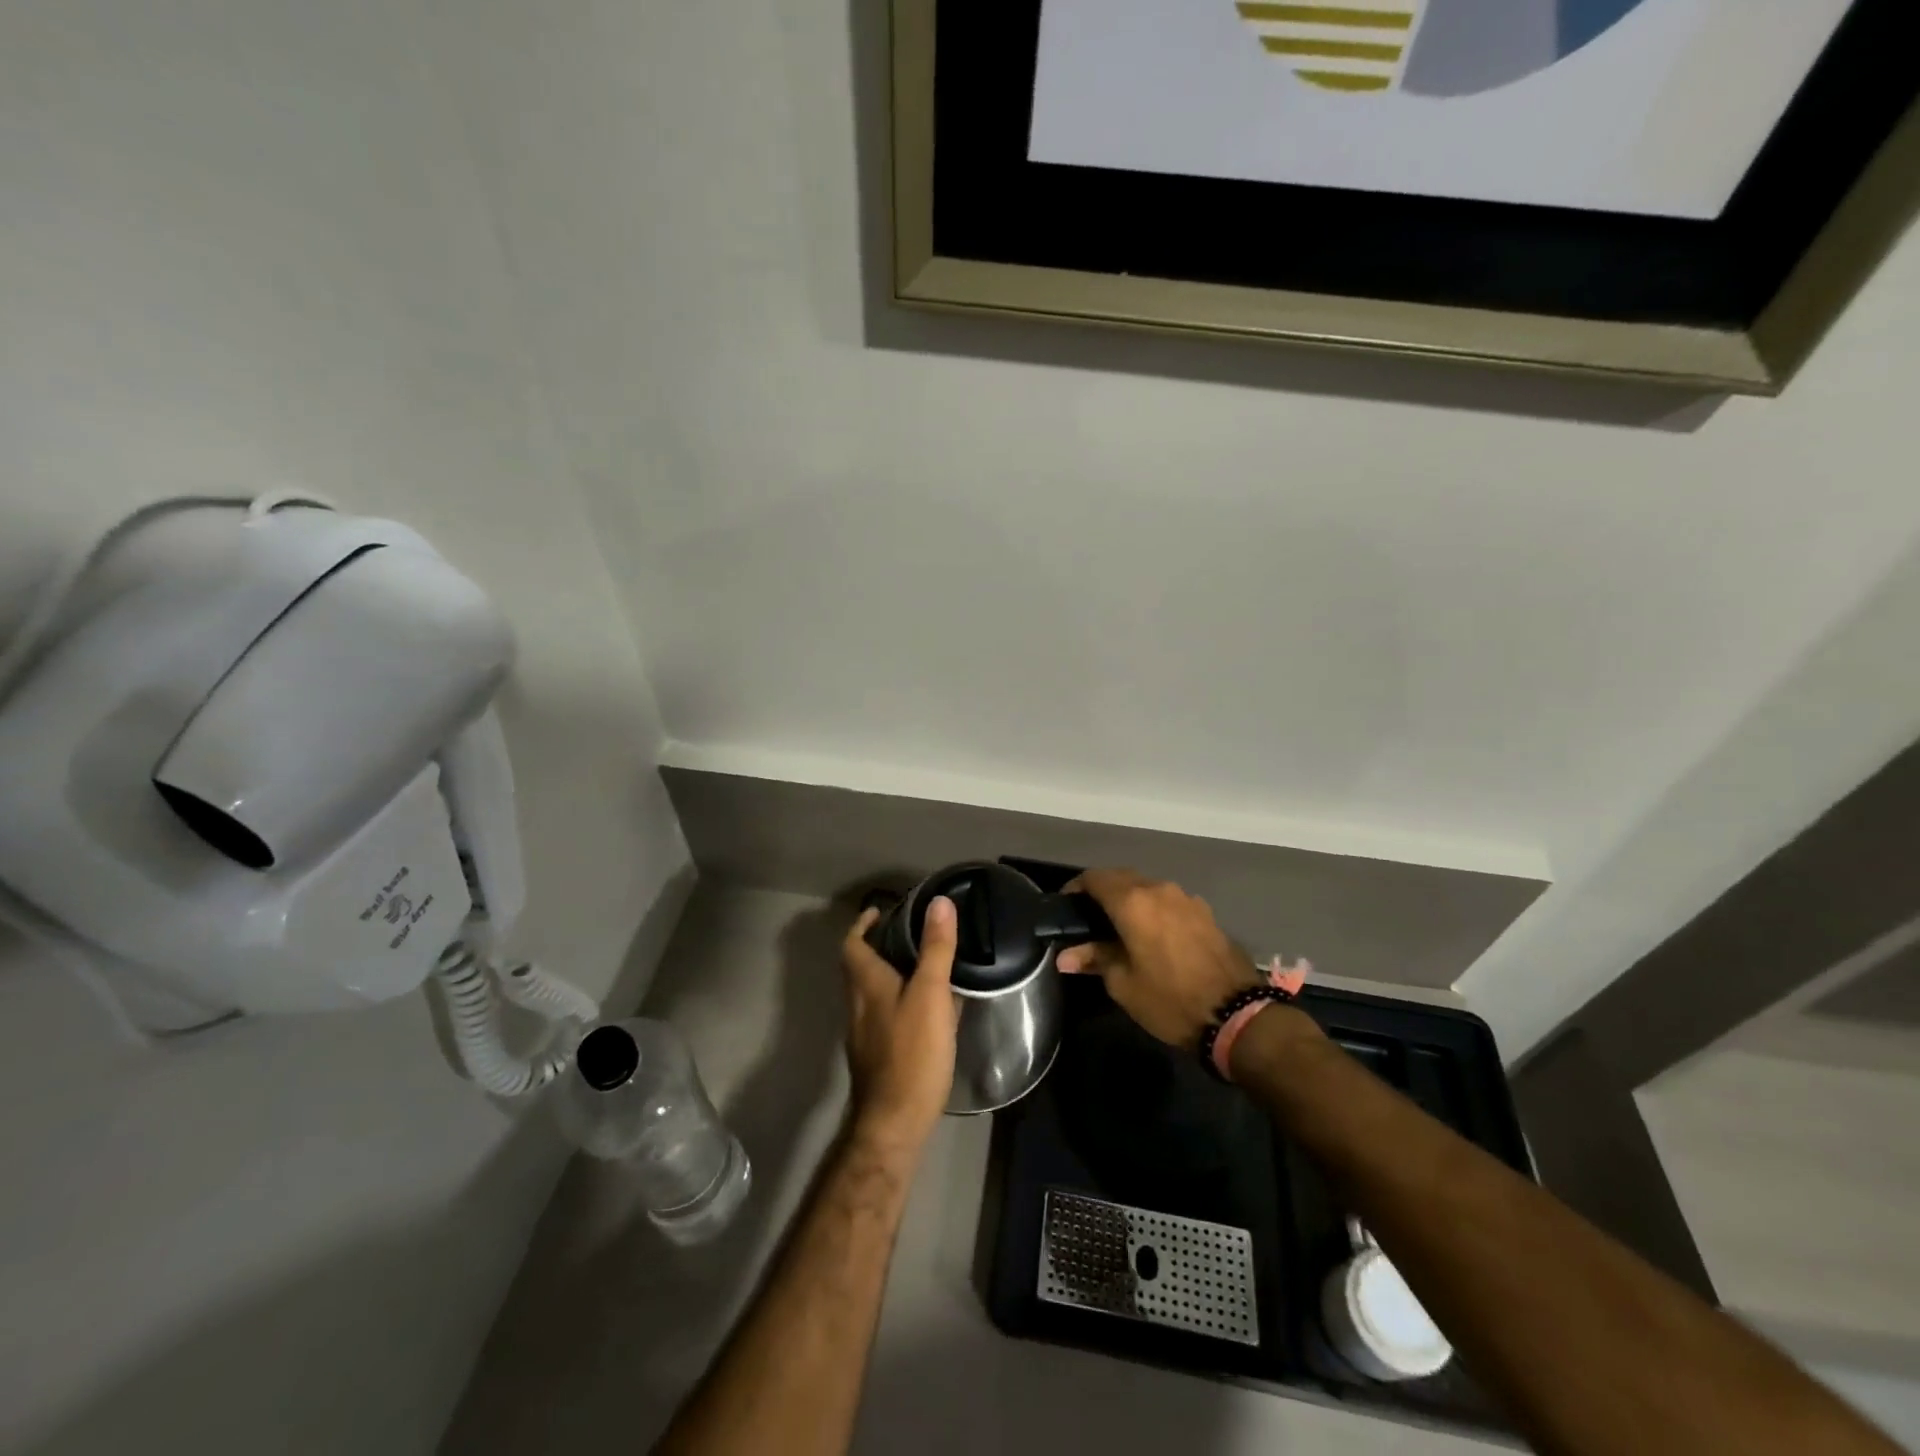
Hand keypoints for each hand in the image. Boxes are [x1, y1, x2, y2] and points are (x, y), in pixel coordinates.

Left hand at [841, 897, 959, 1155]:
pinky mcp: (878, 1056)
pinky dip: (903, 1002)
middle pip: (860, 967)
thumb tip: (939, 902)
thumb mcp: (930, 994)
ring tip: (925, 966)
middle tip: (910, 933)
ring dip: (891, 974)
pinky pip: (887, 1015)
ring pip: (874, 992)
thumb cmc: (911, 1052)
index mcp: (866, 984)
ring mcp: (865, 1033)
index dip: (863, 924)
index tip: (881, 910)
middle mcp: (858, 1005)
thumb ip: (936, 948)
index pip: (852, 943)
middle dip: (880, 946)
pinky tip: (931, 1011)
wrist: (894, 1122)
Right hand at [1056, 869, 1261, 1049]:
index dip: (1075, 888)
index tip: (1066, 908)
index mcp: (1132, 902)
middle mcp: (1158, 889)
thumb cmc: (1169, 999)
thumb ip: (1094, 959)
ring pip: (1147, 887)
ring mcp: (1185, 898)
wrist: (1237, 1014)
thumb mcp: (1123, 984)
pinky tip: (1153, 934)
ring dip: (1130, 899)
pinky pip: (1168, 900)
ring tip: (1120, 927)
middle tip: (1089, 919)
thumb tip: (1065, 956)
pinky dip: (1154, 909)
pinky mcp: (1204, 911)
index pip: (1094, 878)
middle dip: (1102, 892)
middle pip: (1121, 877)